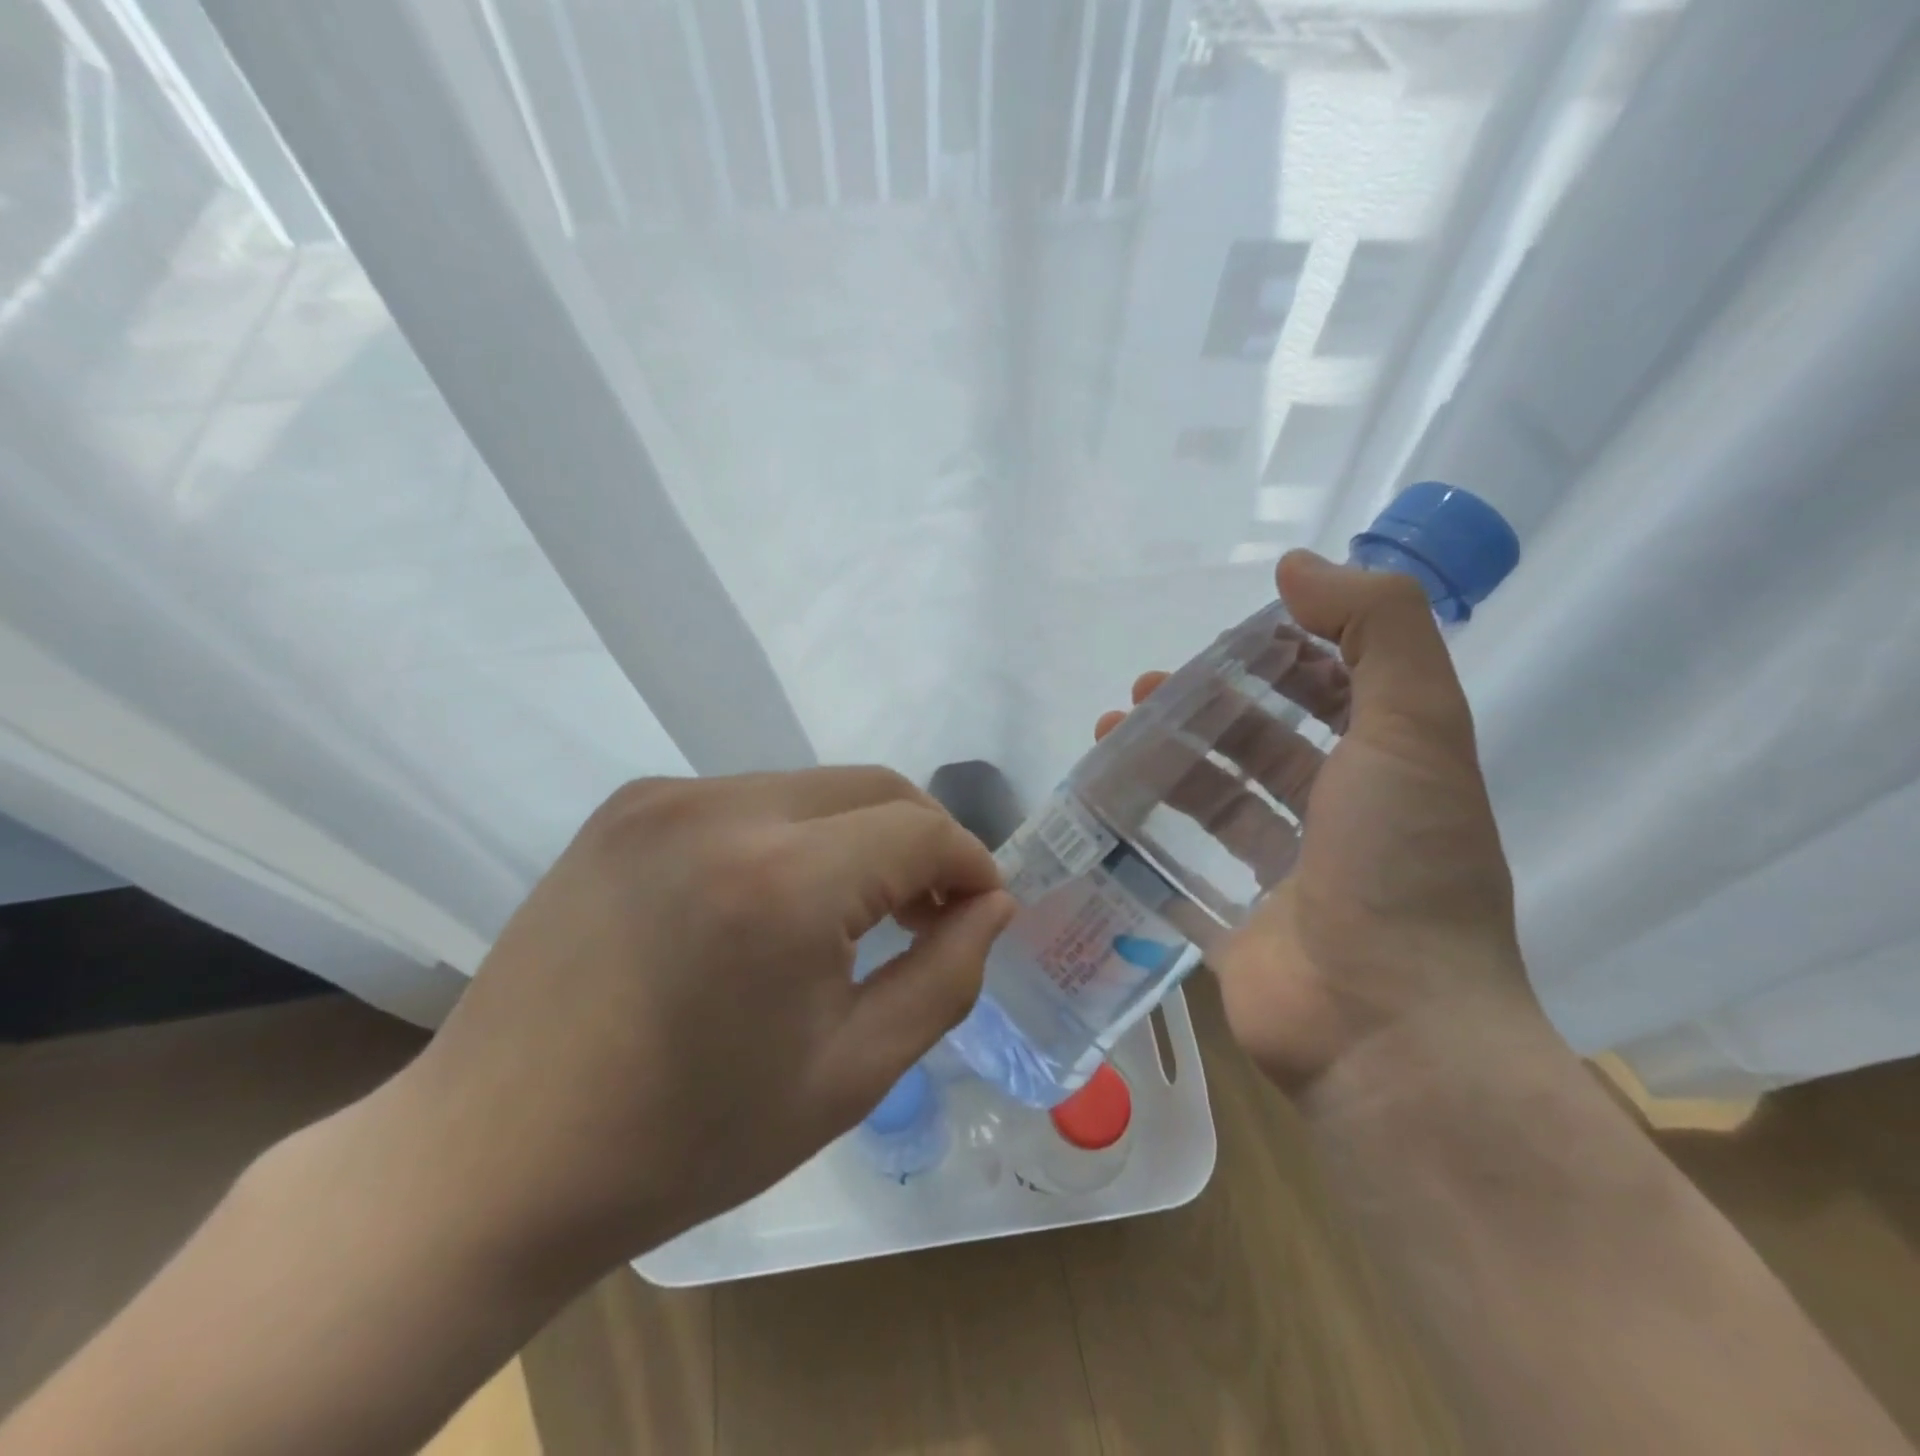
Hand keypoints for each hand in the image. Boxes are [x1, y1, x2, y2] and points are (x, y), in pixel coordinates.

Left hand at [386, 769, 1014, 1282]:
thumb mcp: (851, 1073)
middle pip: (873, 787)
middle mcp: (723, 808)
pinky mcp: (625, 807)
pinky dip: (790, 836)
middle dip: (922, 841)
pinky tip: (769, 903)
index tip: (979, 911)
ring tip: (850, 914)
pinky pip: (747, 800)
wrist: (491, 1160)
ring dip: (856, 837)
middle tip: (928, 913)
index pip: (922, 829)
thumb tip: (992, 905)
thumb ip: (945, 976)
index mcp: (783, 881)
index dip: (969, 864)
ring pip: (813, 789)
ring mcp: (664, 797)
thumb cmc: (687, 1140)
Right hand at [1094, 552, 1533, 1094]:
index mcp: (1390, 772)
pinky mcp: (1236, 927)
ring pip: (1218, 804)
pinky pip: (1184, 872)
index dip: (1284, 659)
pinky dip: (1149, 839)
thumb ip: (1377, 630)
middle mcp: (1341, 822)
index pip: (1335, 694)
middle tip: (1144, 692)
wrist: (1387, 1031)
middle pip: (1265, 747)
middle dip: (1206, 711)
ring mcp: (1286, 880)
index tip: (1226, 642)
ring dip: (1167, 765)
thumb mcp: (1414, 728)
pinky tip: (1105, 808)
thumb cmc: (1402, 867)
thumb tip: (1298, 567)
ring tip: (1108, 735)